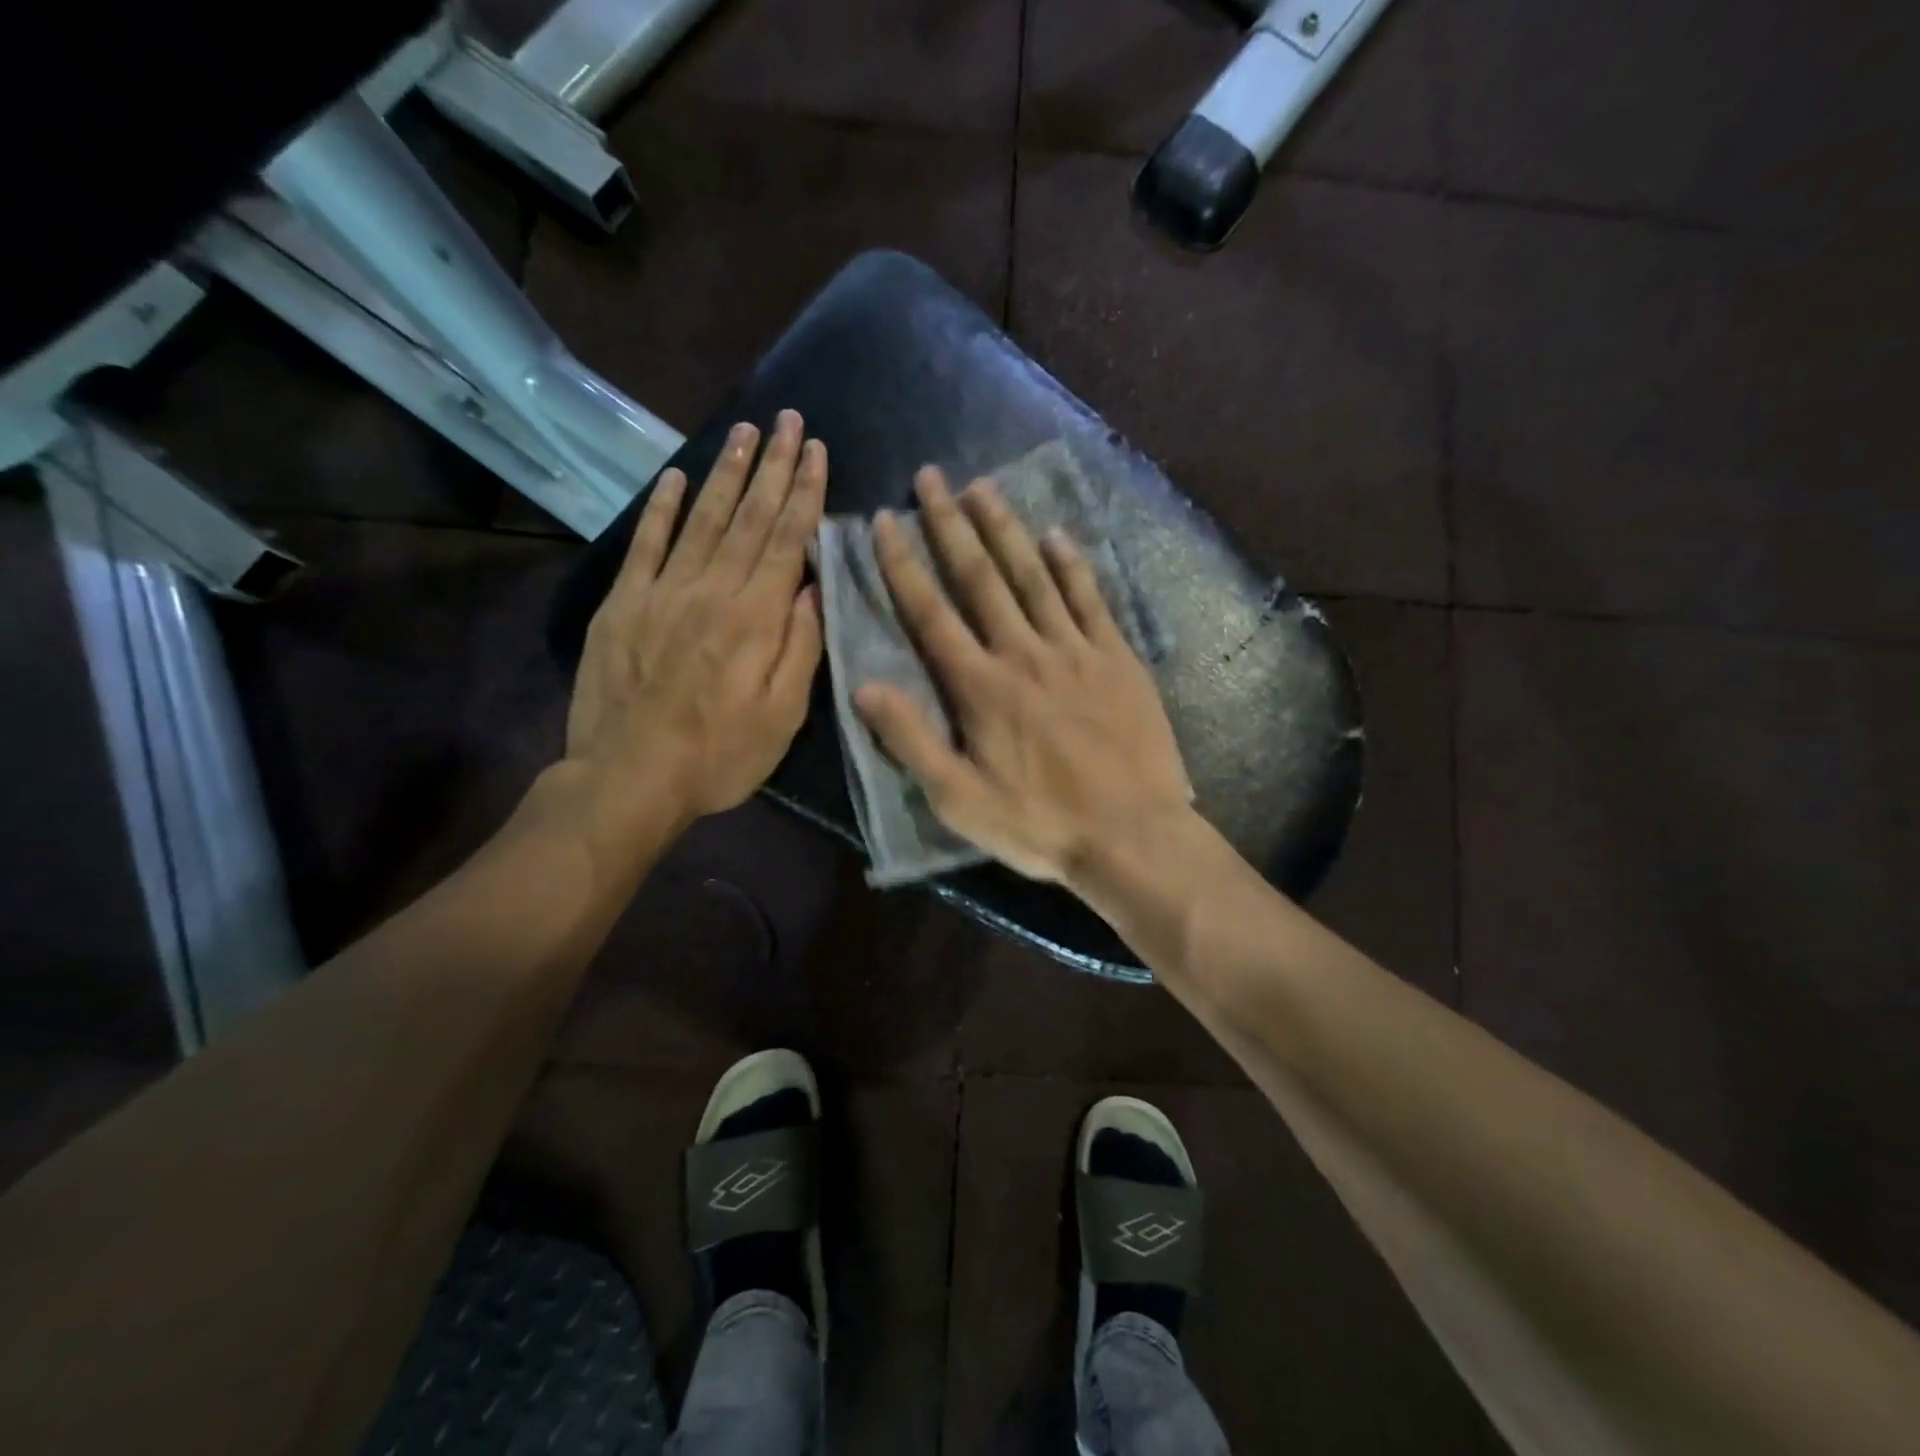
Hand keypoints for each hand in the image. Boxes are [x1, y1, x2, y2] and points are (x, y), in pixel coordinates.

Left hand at [565, 411, 825, 829]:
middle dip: (773, 466)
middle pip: (747, 517)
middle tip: (788, 420)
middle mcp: (710, 590)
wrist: (629, 779)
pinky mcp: (622, 604)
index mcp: (754, 617)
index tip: (817, 451)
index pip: (785, 540)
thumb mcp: (783, 716)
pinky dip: (660, 508)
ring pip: (700, 518)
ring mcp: (661, 592)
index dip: (804, 493)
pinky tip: (674, 477)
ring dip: (725, 472)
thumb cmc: (720, 755)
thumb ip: (801, 647)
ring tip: (745, 432)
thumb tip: (812, 586)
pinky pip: (645, 544)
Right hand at [854, 467, 1190, 884]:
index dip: (903, 564)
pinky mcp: (1118, 658)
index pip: (931, 613)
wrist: (1133, 835)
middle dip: (951, 524)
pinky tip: (1058, 535)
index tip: (886, 520)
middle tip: (932, 476)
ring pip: (1035, 575)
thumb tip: (864, 687)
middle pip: (981, 577)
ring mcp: (1076, 650)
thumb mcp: (960, 800)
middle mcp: (1024, 653)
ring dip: (1006, 528)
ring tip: (983, 486)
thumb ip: (911, 741)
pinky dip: (1073, 564)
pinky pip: (1092, 599)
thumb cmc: (1040, 824)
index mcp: (981, 688)